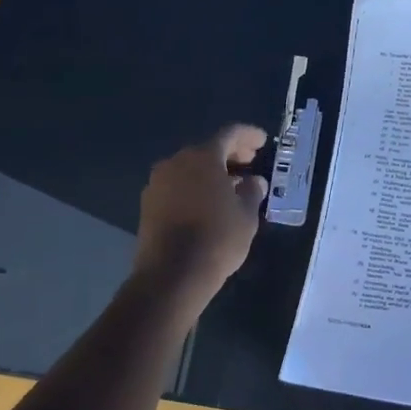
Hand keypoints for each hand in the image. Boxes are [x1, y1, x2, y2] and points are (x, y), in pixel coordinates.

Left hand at [132, 125, 270, 300]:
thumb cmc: (217, 238)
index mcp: (203, 157)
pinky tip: (208, 204)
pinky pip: (177, 185)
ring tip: (231, 186)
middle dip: (230, 154)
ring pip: (189, 168)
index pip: (229, 134)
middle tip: (249, 162)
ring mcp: (158, 182)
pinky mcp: (148, 204)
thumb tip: (254, 181)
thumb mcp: (246, 215)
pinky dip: (194, 187)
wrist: (171, 275)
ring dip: (211, 172)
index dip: (248, 135)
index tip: (262, 141)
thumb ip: (252, 191)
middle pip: (207, 150)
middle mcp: (176, 162)